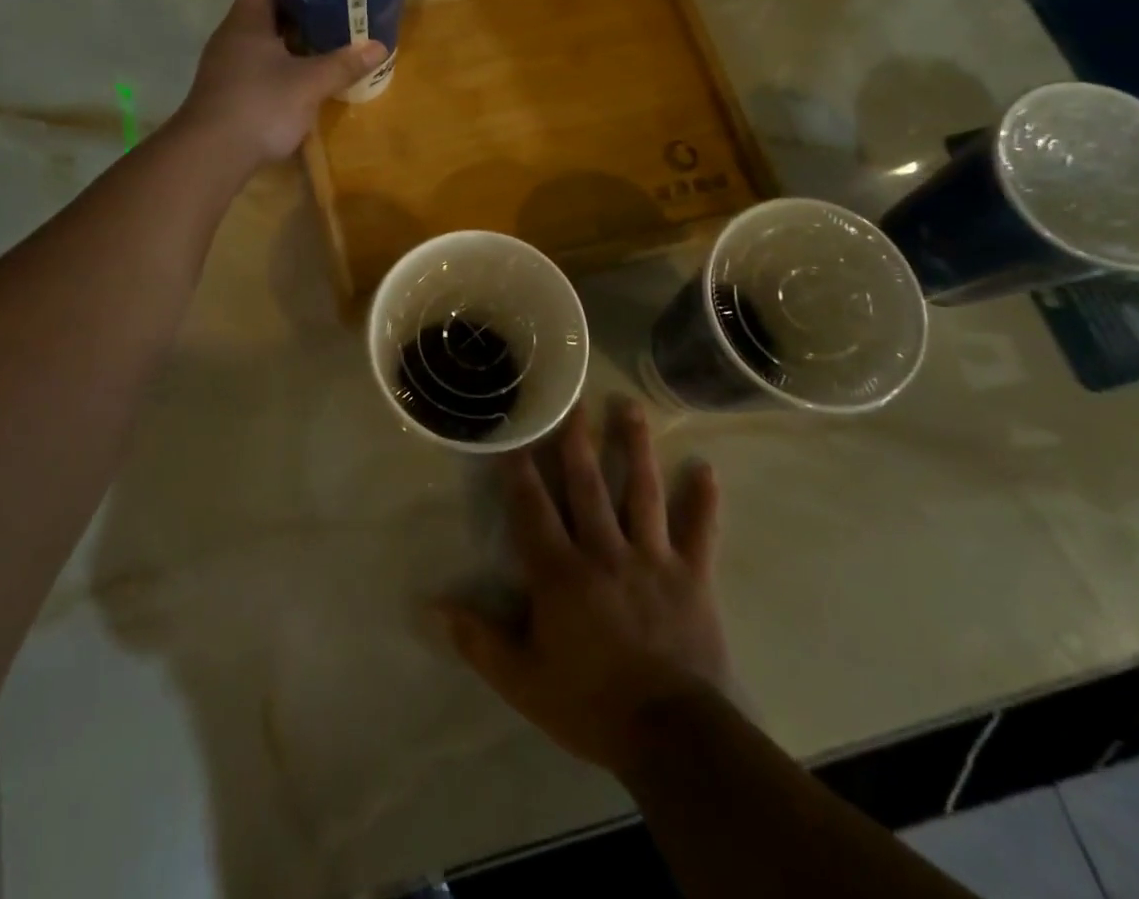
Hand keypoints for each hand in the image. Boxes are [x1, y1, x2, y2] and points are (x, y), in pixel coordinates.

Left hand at [177, 0, 387, 166]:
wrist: (211, 155)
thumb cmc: (259, 106)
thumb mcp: (309, 84)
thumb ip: (343, 64)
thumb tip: (379, 46)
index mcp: (247, 19)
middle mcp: (234, 34)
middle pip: (267, 4)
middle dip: (302, 1)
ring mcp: (229, 63)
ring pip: (265, 36)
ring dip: (295, 33)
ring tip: (330, 31)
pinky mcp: (231, 88)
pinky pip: (262, 61)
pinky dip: (285, 58)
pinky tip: (308, 69)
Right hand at [440, 395, 734, 778]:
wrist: (674, 738)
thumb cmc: (591, 705)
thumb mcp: (523, 681)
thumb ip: (478, 640)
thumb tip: (432, 606)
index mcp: (561, 573)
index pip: (533, 510)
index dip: (521, 471)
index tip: (515, 435)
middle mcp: (605, 551)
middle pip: (588, 485)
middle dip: (578, 440)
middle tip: (575, 400)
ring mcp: (652, 560)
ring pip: (642, 493)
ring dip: (636, 449)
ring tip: (631, 408)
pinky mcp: (692, 577)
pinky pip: (699, 532)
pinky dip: (703, 502)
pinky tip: (707, 470)